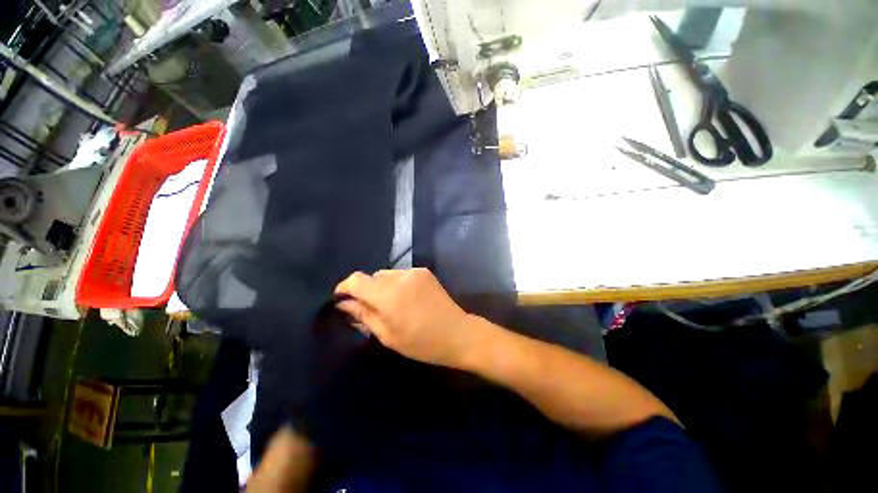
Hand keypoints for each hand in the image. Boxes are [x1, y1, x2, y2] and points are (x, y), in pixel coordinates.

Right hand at [334, 268, 479, 368]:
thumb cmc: (421, 342)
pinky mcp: (424, 271)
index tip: (341, 299)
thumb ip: (363, 315)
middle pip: (372, 277)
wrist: (457, 333)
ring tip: (391, 305)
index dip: (344, 287)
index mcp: (389, 295)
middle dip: (366, 291)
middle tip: (371, 309)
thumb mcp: (387, 335)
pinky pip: (400, 274)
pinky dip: (396, 284)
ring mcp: (414, 271)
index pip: (356, 280)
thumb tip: (343, 303)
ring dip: (382, 287)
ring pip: (386, 274)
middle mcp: (400, 277)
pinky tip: (406, 299)